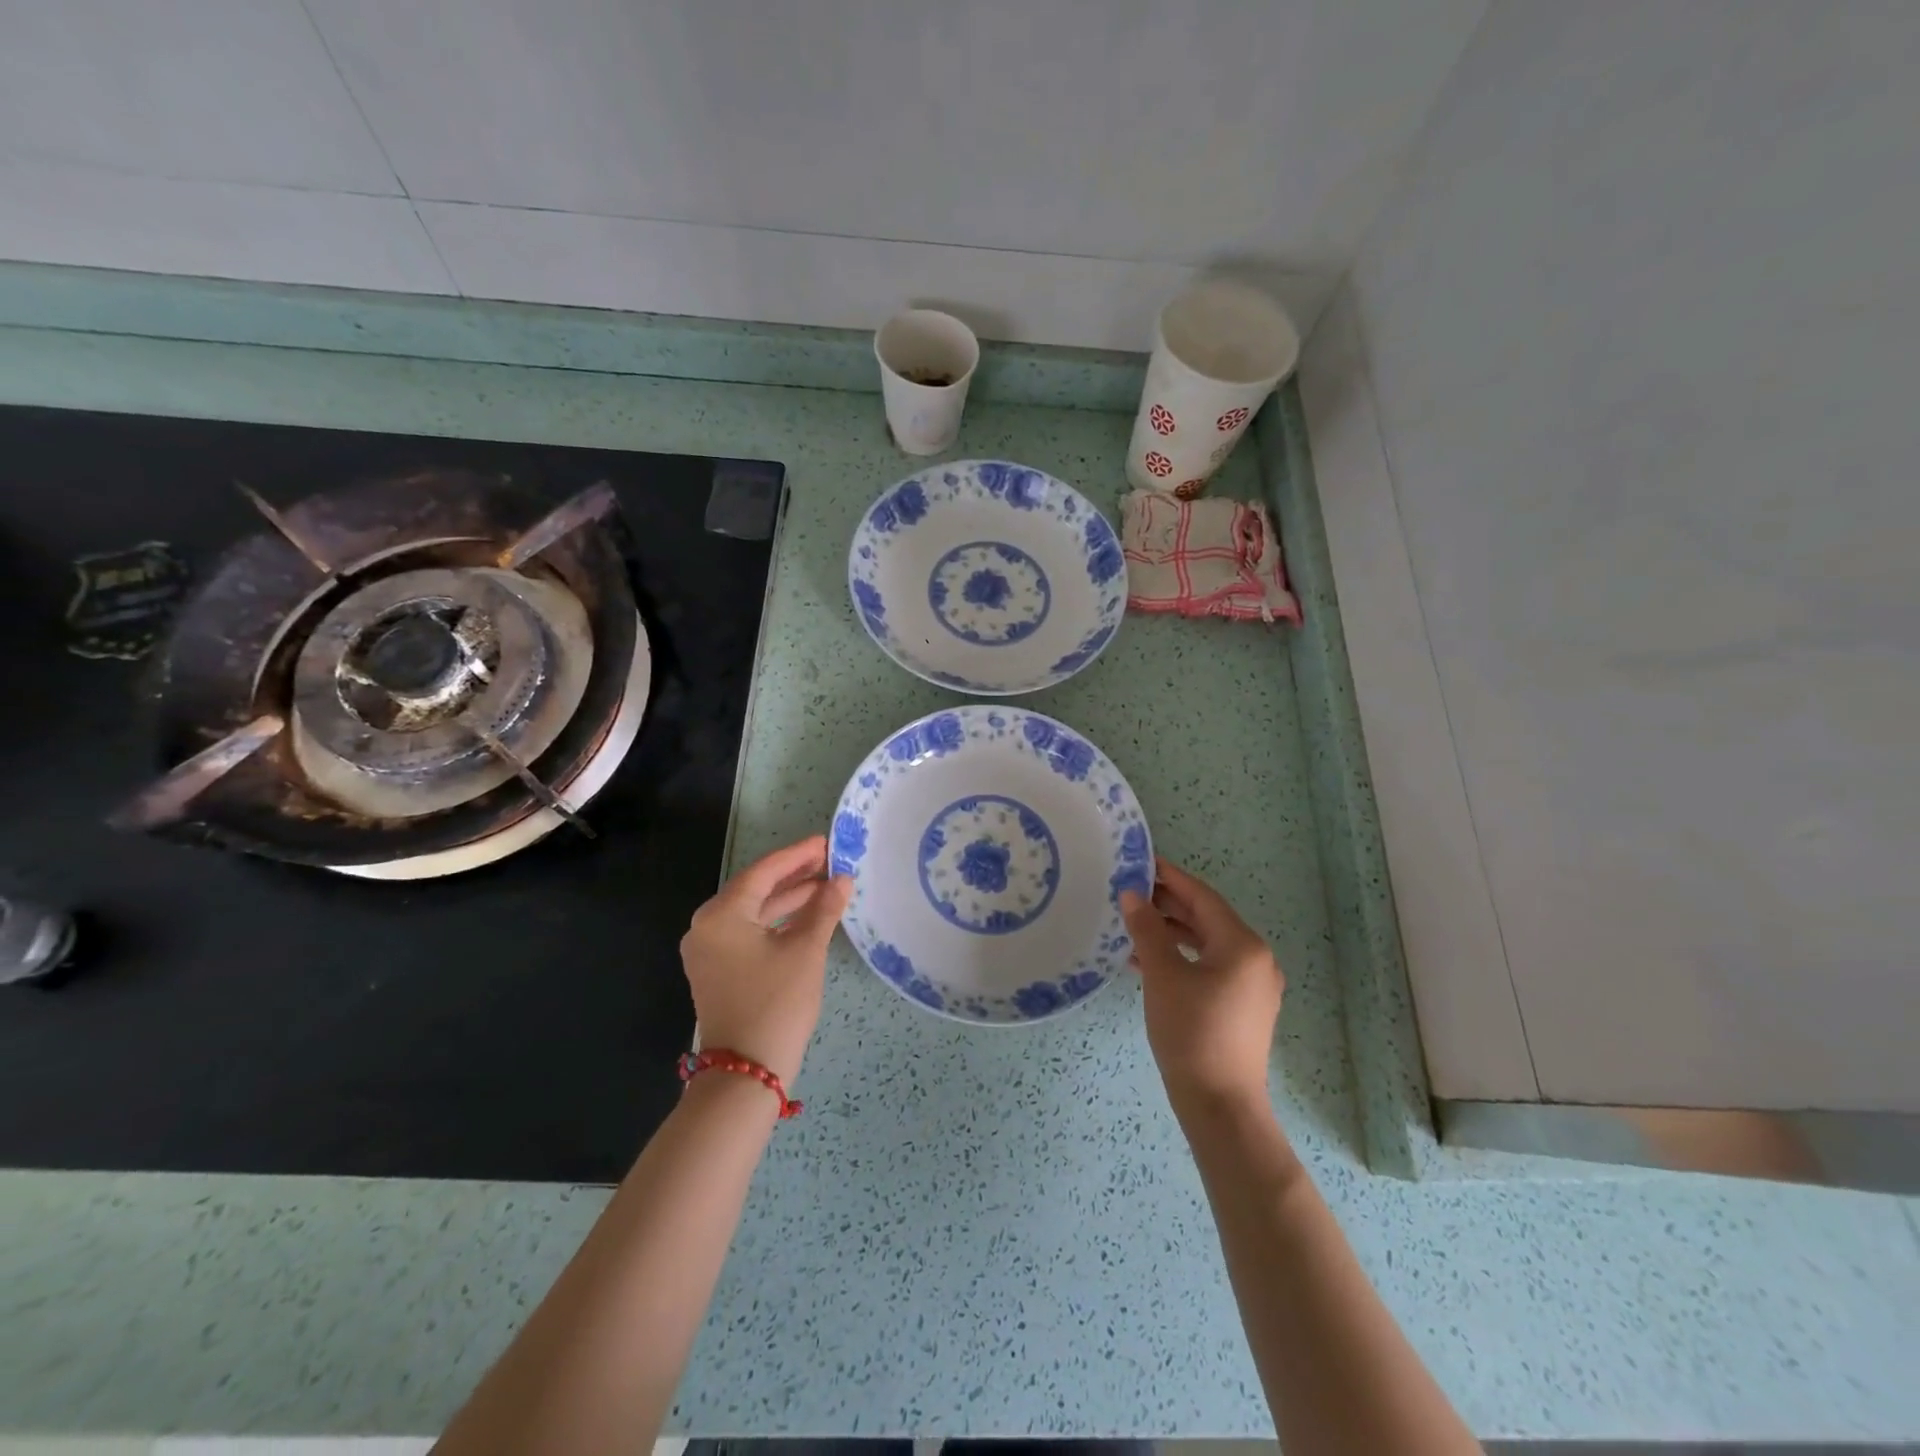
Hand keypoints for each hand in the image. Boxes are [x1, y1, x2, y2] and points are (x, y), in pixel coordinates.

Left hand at [679, 835, 852, 1086]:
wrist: (745, 1073)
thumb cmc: (776, 1003)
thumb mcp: (806, 951)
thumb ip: (824, 909)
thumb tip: (842, 879)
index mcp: (721, 915)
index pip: (764, 872)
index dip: (798, 855)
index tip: (826, 842)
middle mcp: (706, 927)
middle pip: (755, 889)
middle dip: (794, 876)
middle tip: (830, 862)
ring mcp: (709, 951)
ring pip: (753, 912)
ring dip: (788, 900)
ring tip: (826, 888)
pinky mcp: (717, 971)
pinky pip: (748, 933)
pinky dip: (777, 923)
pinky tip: (806, 918)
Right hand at [1120, 857, 1284, 1118]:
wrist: (1220, 1106)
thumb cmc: (1191, 1032)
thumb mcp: (1163, 975)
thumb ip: (1147, 930)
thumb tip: (1132, 895)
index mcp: (1243, 945)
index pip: (1203, 897)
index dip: (1171, 878)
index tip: (1142, 862)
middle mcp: (1255, 960)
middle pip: (1207, 919)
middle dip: (1169, 905)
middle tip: (1131, 891)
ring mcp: (1252, 987)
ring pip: (1207, 945)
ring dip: (1171, 933)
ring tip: (1133, 924)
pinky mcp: (1243, 1008)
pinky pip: (1210, 968)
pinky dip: (1181, 959)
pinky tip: (1146, 963)